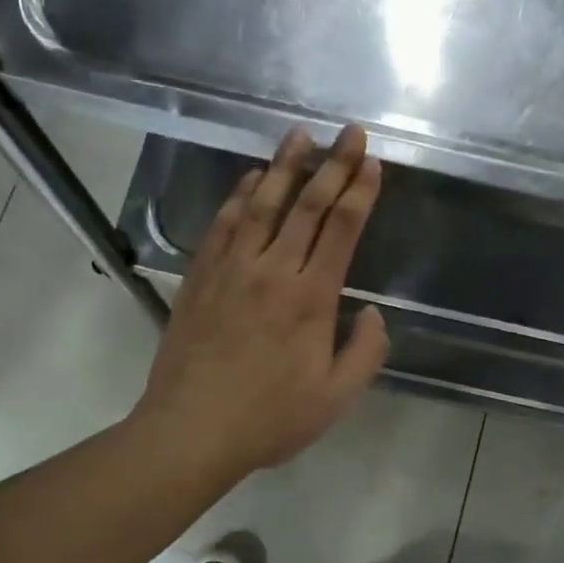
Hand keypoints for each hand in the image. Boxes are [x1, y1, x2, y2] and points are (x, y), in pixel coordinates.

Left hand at [132, 125, 388, 483]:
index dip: (360, 192)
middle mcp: (272, 271)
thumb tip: (373, 313)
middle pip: (307, 206)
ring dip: (283, 166)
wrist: (191, 430)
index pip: (341, 230)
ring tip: (300, 136)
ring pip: (262, 204)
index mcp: (311, 299)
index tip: (371, 161)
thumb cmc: (269, 419)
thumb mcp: (336, 397)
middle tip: (349, 132)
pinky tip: (250, 179)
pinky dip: (240, 196)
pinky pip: (224, 224)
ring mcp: (231, 269)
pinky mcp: (200, 277)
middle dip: (333, 165)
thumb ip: (366, 351)